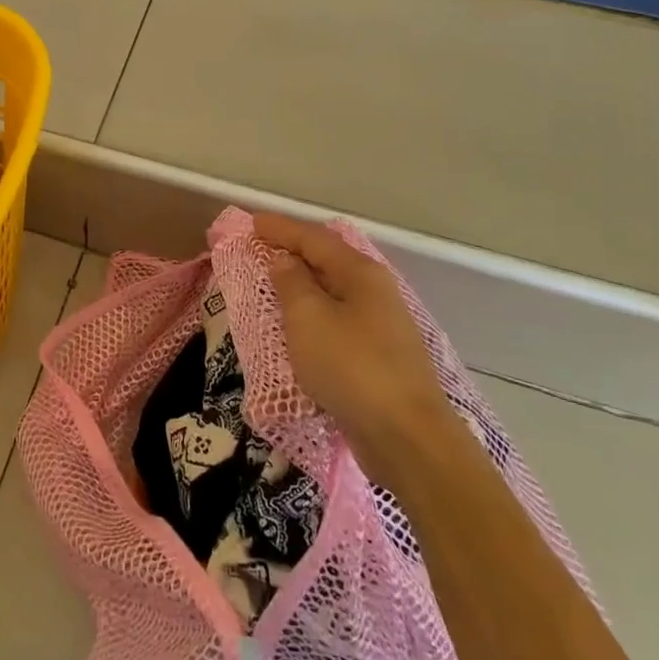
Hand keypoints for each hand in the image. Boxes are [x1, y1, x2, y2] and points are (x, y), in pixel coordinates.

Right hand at [253, 213, 471, 489]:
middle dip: (293, 251)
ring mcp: (381, 325)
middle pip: (328, 260)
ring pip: (333, 291)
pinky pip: (337, 320)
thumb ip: (292, 283)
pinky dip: (313, 313)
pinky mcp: (379, 356)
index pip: (314, 238)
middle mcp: (375, 292)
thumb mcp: (308, 318)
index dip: (281, 228)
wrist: (407, 438)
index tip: (251, 221)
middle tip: (259, 247)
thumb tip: (285, 261)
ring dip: (303, 283)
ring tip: (272, 281)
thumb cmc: (351, 367)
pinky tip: (299, 324)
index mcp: (360, 274)